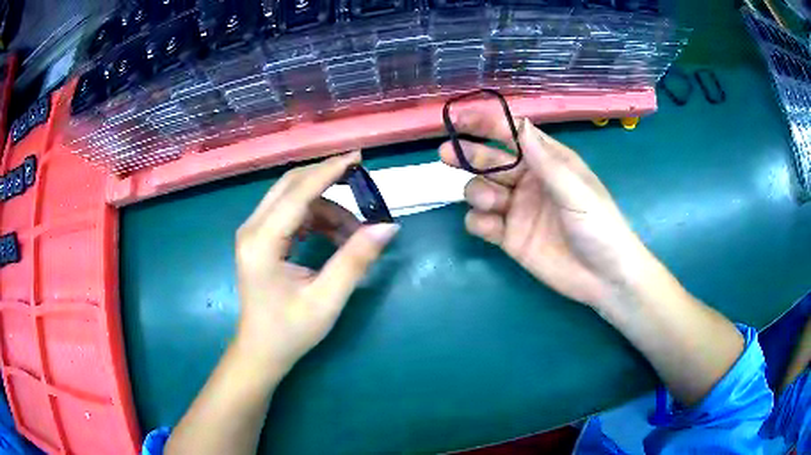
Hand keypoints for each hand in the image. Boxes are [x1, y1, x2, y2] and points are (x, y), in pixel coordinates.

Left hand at [234, 151, 398, 373]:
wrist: (261, 350)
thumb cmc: (290, 331)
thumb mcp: (327, 299)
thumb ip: (355, 260)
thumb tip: (387, 227)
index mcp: (262, 242)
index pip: (298, 193)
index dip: (329, 172)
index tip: (358, 157)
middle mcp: (252, 229)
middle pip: (291, 185)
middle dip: (328, 180)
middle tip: (362, 184)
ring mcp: (253, 232)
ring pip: (293, 198)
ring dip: (326, 207)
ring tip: (354, 235)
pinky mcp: (260, 238)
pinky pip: (291, 213)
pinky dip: (316, 218)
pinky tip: (334, 237)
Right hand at [439, 109, 654, 308]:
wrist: (603, 278)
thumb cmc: (599, 227)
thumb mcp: (577, 191)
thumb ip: (546, 161)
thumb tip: (520, 124)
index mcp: (548, 162)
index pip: (513, 134)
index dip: (487, 123)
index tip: (459, 118)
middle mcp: (528, 181)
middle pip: (490, 160)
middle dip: (468, 154)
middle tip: (446, 153)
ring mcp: (517, 209)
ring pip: (481, 190)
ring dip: (478, 192)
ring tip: (493, 204)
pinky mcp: (509, 237)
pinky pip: (481, 223)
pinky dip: (479, 222)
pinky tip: (491, 227)